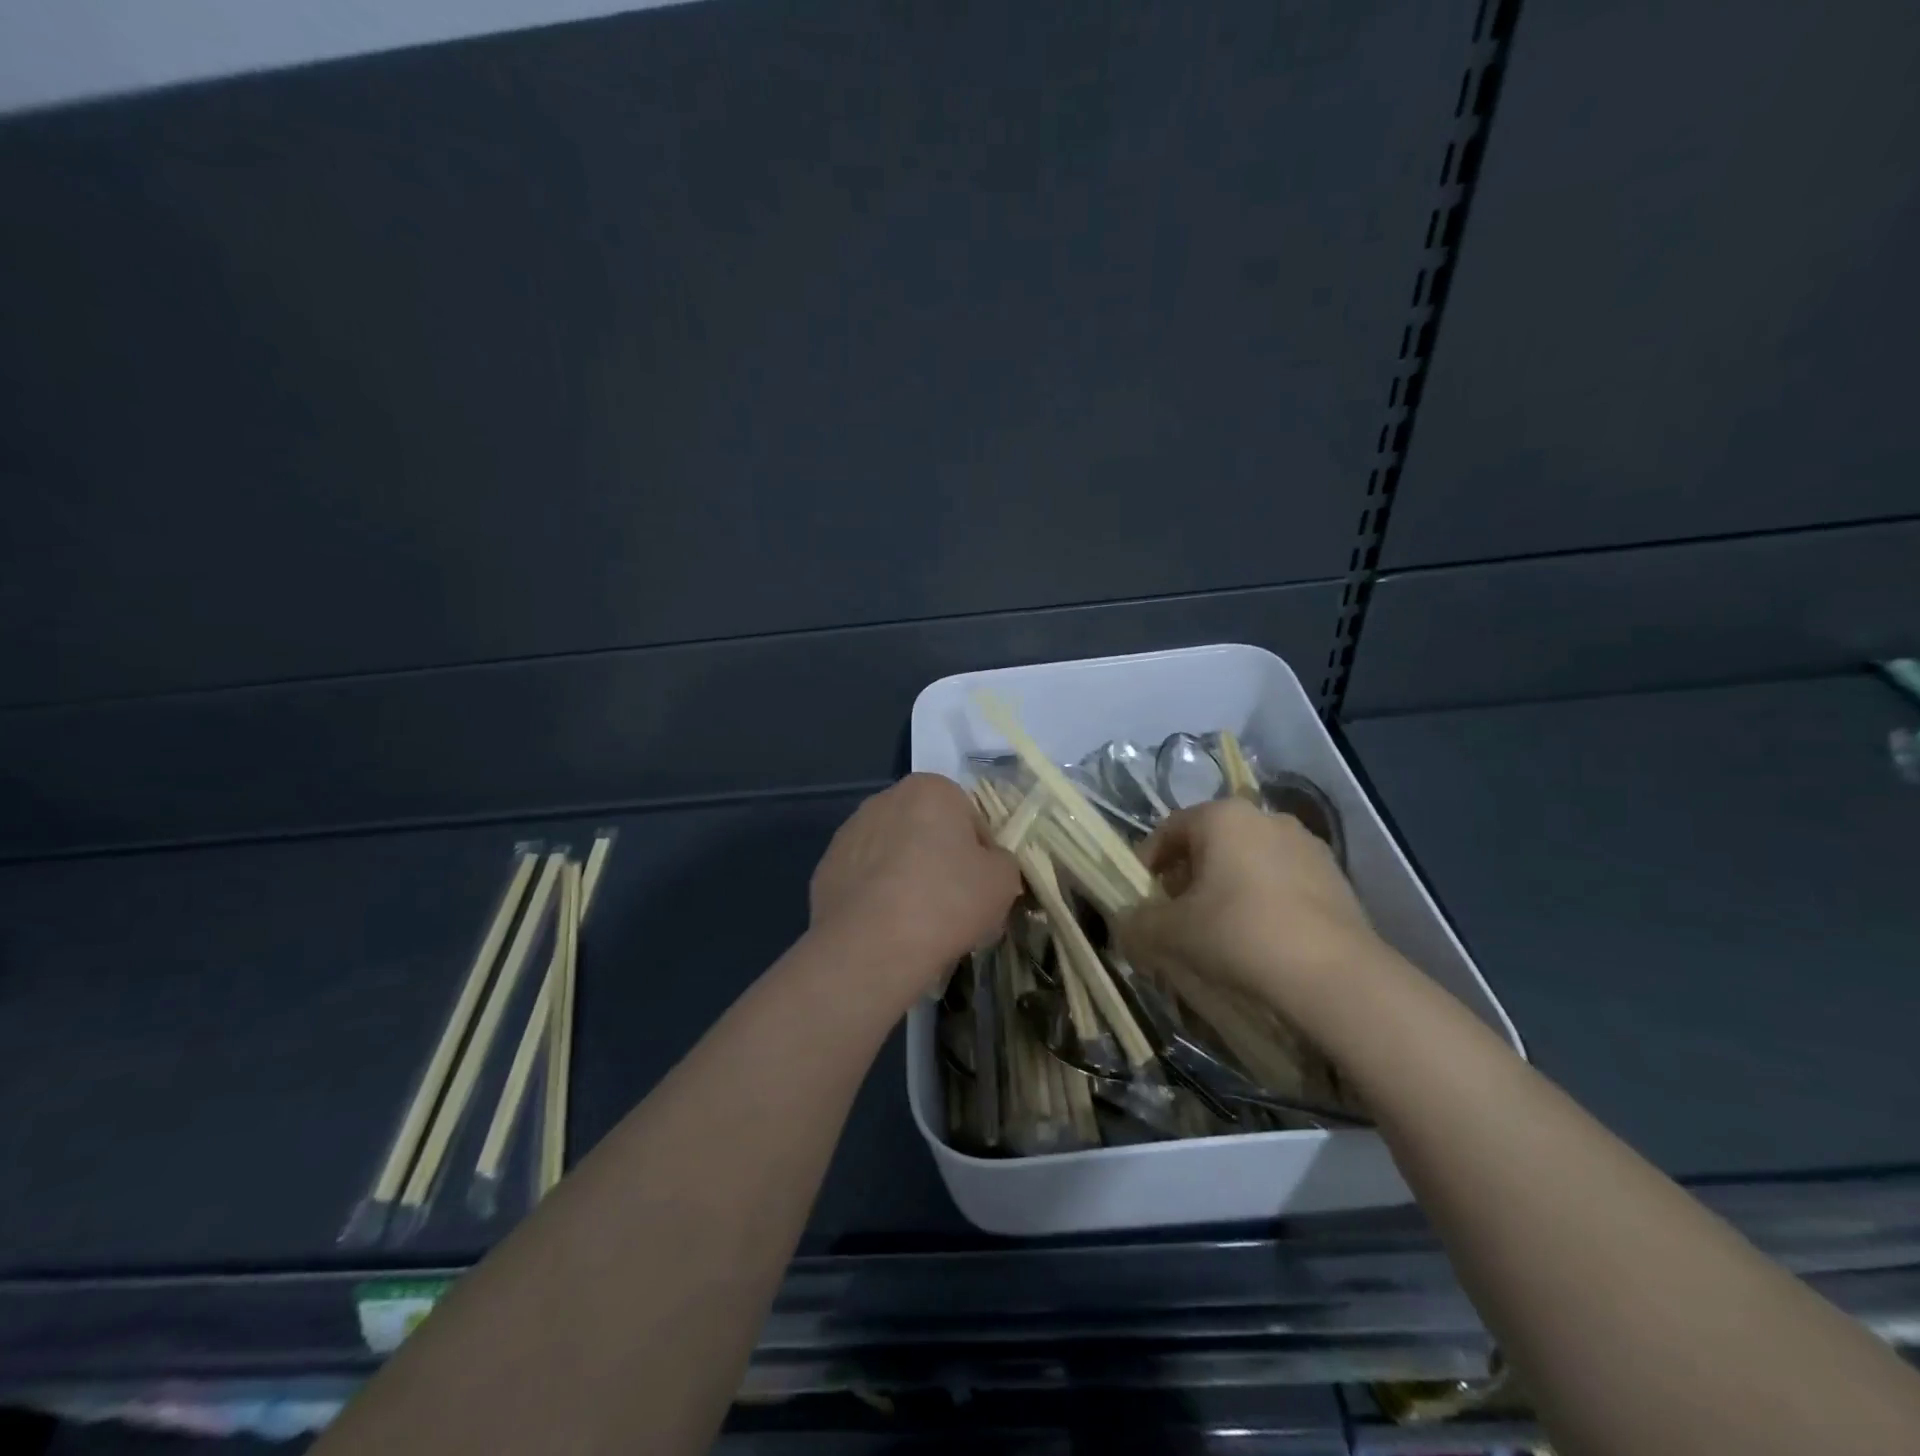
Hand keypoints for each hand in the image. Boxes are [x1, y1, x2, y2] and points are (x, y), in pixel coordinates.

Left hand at [809, 774, 1021, 1002]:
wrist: (871, 947)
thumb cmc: (946, 902)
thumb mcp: (1003, 881)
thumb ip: (1002, 861)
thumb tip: (989, 864)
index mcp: (930, 789)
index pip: (969, 817)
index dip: (982, 853)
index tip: (982, 886)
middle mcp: (885, 799)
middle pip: (928, 831)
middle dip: (941, 860)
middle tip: (954, 904)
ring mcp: (849, 833)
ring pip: (894, 854)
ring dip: (908, 877)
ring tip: (919, 923)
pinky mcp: (826, 868)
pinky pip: (866, 880)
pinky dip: (878, 897)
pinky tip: (887, 928)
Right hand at [1117, 798, 1384, 1009]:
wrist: (1334, 976)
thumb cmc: (1239, 935)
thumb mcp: (1171, 932)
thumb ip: (1137, 923)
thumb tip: (1125, 924)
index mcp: (1222, 816)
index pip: (1168, 831)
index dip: (1146, 865)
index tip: (1140, 900)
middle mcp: (1265, 817)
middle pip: (1208, 844)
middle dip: (1186, 878)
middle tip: (1175, 917)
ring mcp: (1306, 845)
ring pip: (1246, 862)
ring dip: (1224, 889)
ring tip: (1217, 931)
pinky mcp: (1335, 877)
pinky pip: (1280, 882)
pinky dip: (1261, 901)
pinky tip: (1259, 938)